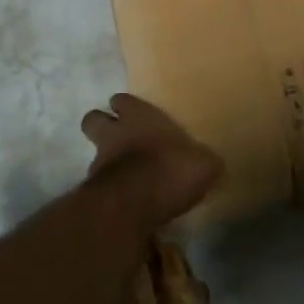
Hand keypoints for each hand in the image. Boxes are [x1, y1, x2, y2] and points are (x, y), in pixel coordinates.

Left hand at [81, 93, 222, 228]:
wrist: (133, 204)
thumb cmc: (170, 168)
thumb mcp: (203, 164)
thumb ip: (203, 160)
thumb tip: (211, 164)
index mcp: (139, 116)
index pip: (121, 99)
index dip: (126, 107)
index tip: (136, 116)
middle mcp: (113, 133)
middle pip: (93, 119)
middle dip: (101, 126)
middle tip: (120, 139)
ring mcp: (99, 162)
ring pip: (93, 154)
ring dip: (105, 163)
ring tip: (125, 178)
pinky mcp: (92, 192)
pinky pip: (97, 187)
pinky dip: (108, 192)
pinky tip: (125, 203)